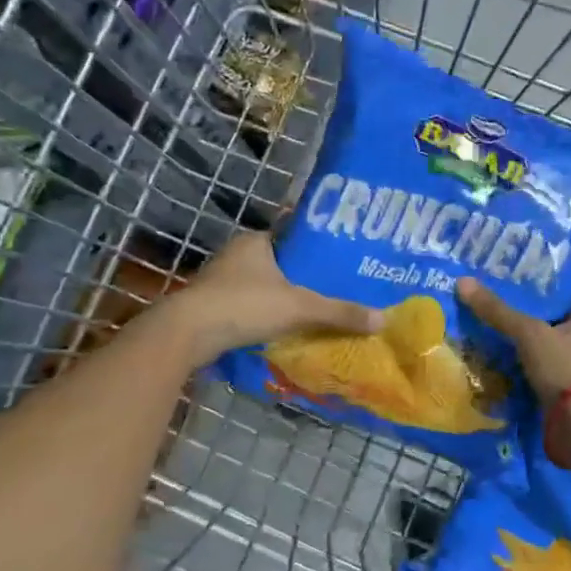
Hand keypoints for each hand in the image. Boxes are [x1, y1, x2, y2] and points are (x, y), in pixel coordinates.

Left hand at [168, 232, 381, 367]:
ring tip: (318, 311)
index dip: (317, 249)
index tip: (341, 261)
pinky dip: (267, 316)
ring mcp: (220, 281)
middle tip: (337, 289)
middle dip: (304, 277)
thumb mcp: (299, 307)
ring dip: (284, 298)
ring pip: (263, 287)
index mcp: (256, 241)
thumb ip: (340, 312)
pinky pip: (250, 307)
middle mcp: (236, 255)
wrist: (186, 334)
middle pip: (280, 264)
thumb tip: (384, 319)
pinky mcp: (212, 307)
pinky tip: (286, 329)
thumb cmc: (244, 305)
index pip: (293, 237)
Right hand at [455, 277, 570, 405]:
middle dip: (522, 321)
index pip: (557, 296)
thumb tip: (464, 282)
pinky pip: (542, 371)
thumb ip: (498, 311)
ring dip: (521, 347)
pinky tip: (499, 364)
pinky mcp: (569, 390)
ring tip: (487, 337)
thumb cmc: (563, 367)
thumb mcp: (528, 333)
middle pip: (549, 323)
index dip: (530, 291)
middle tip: (489, 312)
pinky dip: (524, 368)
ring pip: (544, 349)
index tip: (501, 288)